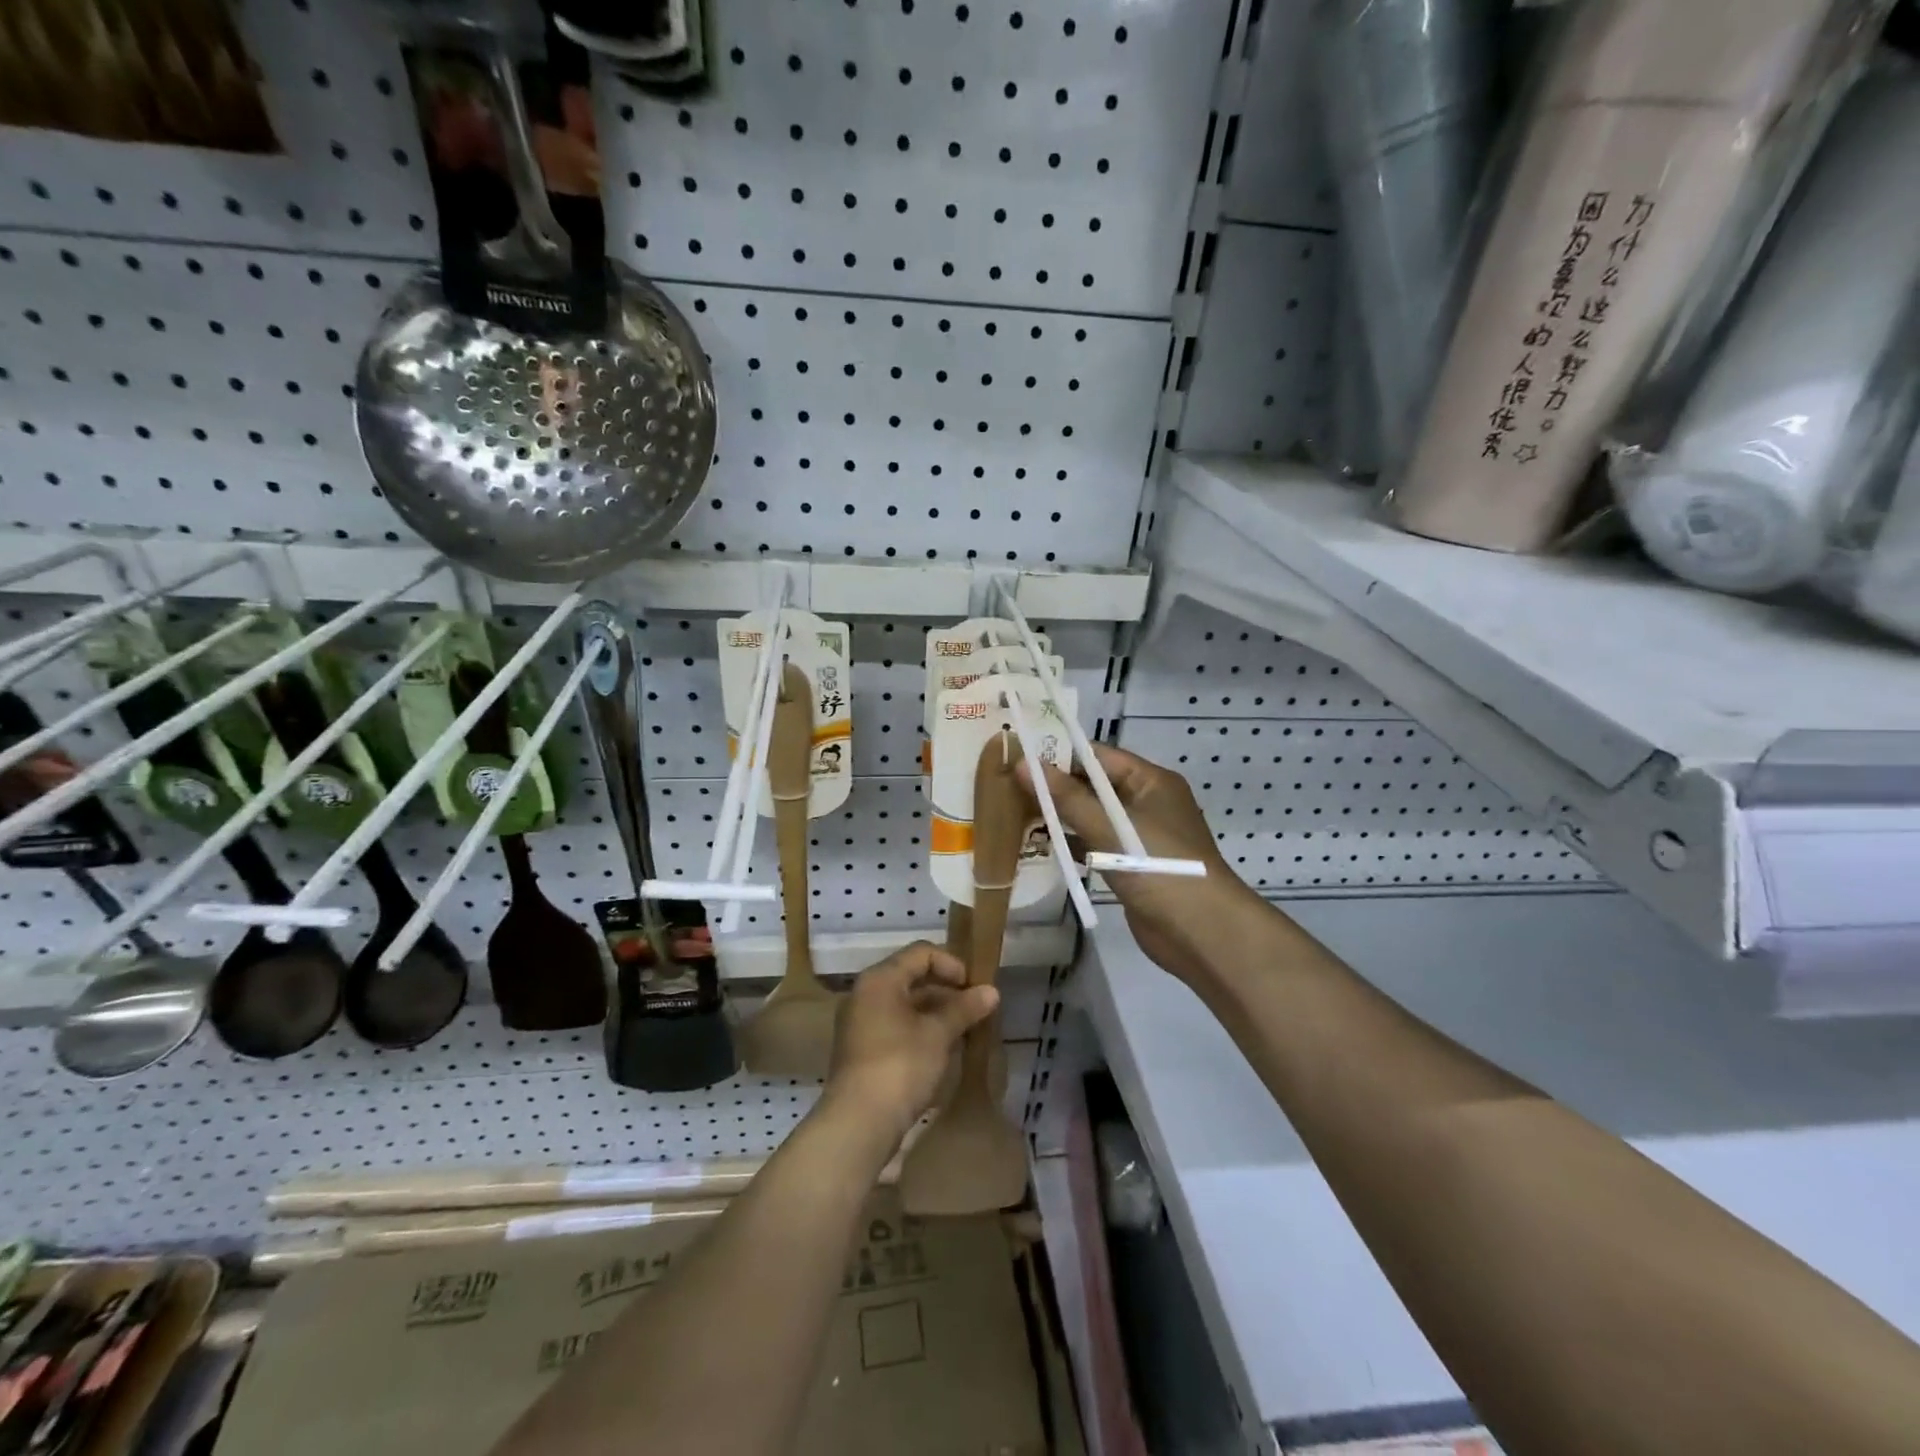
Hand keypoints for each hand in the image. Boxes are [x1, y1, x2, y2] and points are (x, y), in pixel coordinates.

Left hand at [823, 942, 998, 1141]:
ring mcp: (861, 1022)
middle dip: (947, 990)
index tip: (975, 988)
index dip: (952, 964)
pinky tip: (943, 1049)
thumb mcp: (938, 1034)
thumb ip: (964, 1009)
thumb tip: (992, 991)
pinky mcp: (862, 1050)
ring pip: (905, 1004)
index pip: (921, 953)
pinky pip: (896, 1026)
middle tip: (975, 1008)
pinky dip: (920, 1030)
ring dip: (936, 1012)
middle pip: (912, 976)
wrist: (858, 1122)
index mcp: (880, 979)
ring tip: (965, 1030)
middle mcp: (866, 993)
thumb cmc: (900, 1066)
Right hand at [1019, 744, 1262, 980]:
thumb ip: (1065, 797)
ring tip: (1015, 811)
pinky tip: (1039, 845)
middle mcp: (1147, 803)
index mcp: (1151, 781)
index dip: (1059, 754)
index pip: (1098, 756)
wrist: (1201, 931)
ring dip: (1061, 816)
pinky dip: (1072, 844)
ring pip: (1093, 817)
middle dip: (1056, 786)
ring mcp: (1140, 836)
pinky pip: (1096, 845)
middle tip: (1009, 784)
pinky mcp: (1132, 866)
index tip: (1018, 756)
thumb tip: (1022, 764)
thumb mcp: (1109, 825)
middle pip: (1094, 785)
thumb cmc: (1159, 865)